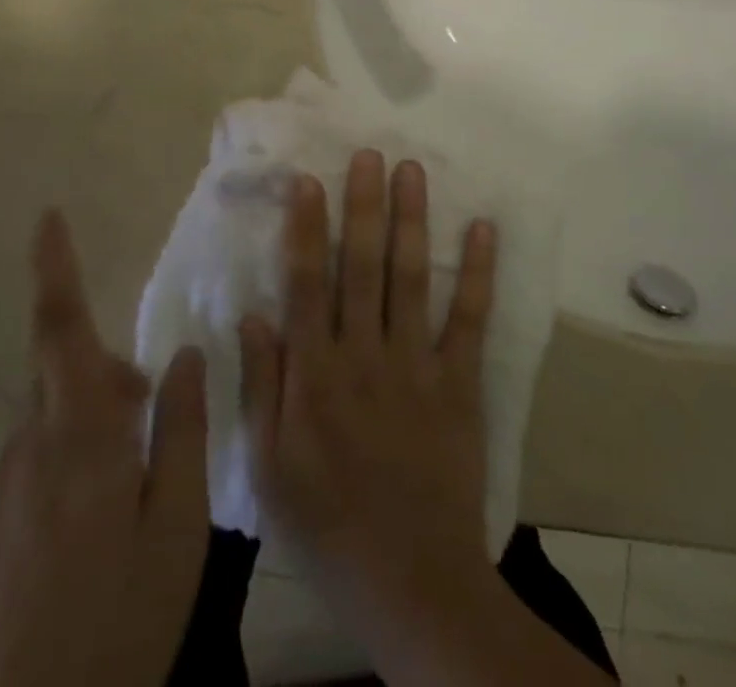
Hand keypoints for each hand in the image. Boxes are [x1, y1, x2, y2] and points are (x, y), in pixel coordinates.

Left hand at [0, 211, 208, 686]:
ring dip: (69, 464)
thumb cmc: (117, 630)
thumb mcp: (179, 530)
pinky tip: (45, 578)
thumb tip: (183, 354)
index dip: (54, 269)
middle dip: (101, 397)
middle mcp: (17, 455)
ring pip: (35, 453)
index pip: (63, 331)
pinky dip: (30, 514)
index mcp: (78, 441)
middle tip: (141, 445)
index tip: (46, 217)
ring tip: (96, 537)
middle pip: (61, 394)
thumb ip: (181, 431)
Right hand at [238, 151, 498, 626]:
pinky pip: (469, 320)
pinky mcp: (459, 384)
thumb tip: (252, 314)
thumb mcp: (269, 469)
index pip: (307, 285)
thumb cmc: (326, 526)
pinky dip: (477, 273)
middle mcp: (364, 356)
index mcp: (315, 376)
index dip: (307, 229)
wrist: (410, 582)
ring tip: (412, 171)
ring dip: (411, 221)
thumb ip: (261, 387)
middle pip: (361, 267)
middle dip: (363, 206)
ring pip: (410, 279)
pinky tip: (484, 229)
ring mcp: (416, 366)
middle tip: (369, 153)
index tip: (309, 180)